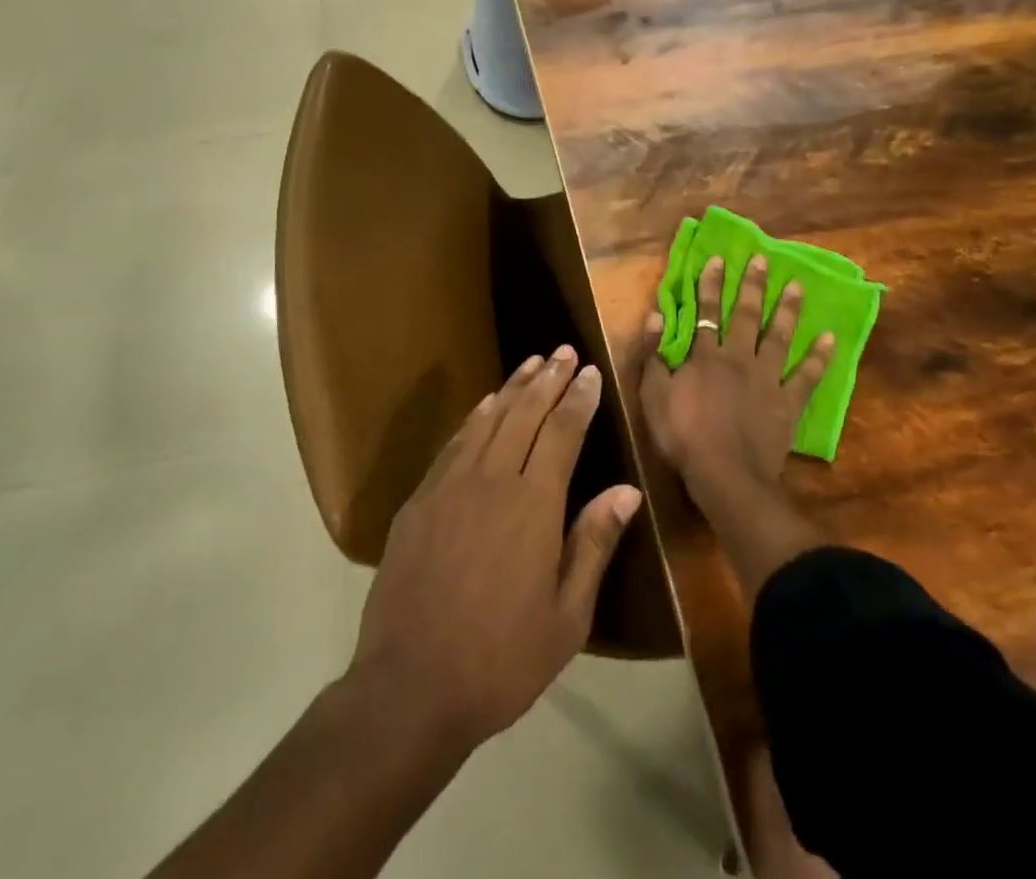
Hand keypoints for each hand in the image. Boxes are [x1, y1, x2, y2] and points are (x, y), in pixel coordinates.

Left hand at [349, 346, 641, 751]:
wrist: (409, 686)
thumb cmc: (501, 660)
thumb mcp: (567, 617)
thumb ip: (594, 544)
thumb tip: (627, 491)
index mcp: (534, 505)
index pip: (562, 432)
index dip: (578, 399)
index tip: (589, 371)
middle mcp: (493, 480)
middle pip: (525, 414)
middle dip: (548, 379)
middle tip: (563, 350)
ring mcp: (450, 485)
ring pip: (488, 419)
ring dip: (512, 387)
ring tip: (531, 363)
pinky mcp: (419, 499)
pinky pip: (454, 443)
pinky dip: (474, 417)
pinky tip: (484, 405)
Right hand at [640, 255, 835, 500]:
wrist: (725, 475)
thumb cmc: (684, 436)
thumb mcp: (653, 395)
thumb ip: (653, 355)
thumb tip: (655, 316)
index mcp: (706, 356)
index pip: (707, 312)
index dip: (711, 285)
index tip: (719, 259)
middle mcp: (739, 358)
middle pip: (747, 316)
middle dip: (753, 286)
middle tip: (764, 260)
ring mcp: (768, 379)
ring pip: (780, 337)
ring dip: (788, 310)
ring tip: (798, 286)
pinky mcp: (788, 403)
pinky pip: (807, 376)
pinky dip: (819, 357)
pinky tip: (830, 338)